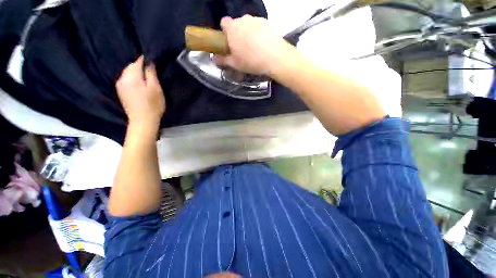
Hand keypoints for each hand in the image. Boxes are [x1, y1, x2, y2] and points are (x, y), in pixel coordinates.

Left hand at [116, 56, 164, 125]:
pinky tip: (140, 85)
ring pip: (128, 73)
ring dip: (137, 73)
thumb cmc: (152, 105)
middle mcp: (122, 78)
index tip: (154, 62)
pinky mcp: (121, 92)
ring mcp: (120, 85)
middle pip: (131, 66)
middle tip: (152, 71)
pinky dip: (133, 79)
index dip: (146, 60)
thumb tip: (149, 62)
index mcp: (131, 76)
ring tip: (147, 78)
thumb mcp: (155, 88)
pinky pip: (126, 80)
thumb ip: (151, 73)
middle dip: (140, 66)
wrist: (143, 121)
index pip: (137, 61)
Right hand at [213, 15, 294, 75]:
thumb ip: (223, 60)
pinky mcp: (267, 23)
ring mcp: (256, 20)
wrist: (275, 57)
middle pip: (236, 24)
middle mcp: (243, 20)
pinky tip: (262, 45)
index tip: (228, 42)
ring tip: (254, 48)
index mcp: (232, 29)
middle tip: (242, 48)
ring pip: (248, 25)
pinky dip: (258, 34)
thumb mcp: (235, 64)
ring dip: (248, 33)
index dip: (225, 32)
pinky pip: (258, 27)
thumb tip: (213, 59)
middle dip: (237, 34)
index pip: (223, 22)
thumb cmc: (251, 61)